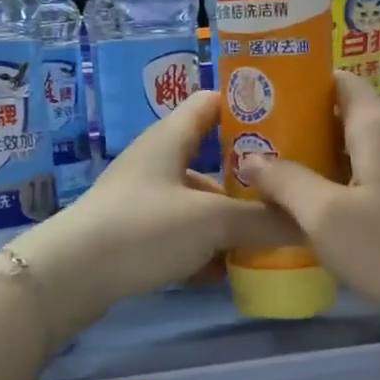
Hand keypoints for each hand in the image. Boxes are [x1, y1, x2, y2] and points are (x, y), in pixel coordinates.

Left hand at [14, 91, 292, 332]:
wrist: (70, 277)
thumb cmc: (144, 228)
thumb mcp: (211, 222)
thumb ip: (263, 221)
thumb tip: (310, 223)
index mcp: (171, 137)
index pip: (213, 102)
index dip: (248, 105)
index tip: (289, 121)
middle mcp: (157, 160)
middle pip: (213, 158)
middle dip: (249, 178)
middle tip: (290, 191)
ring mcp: (144, 198)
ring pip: (198, 201)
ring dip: (228, 219)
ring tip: (267, 239)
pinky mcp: (135, 233)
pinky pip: (180, 233)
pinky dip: (203, 247)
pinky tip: (225, 271)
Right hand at [250, 72, 379, 325]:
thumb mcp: (325, 215)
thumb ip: (286, 181)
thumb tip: (251, 159)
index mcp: (378, 125)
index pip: (339, 81)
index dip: (303, 85)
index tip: (268, 101)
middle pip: (349, 112)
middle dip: (307, 124)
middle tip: (266, 144)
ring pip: (364, 143)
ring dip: (327, 153)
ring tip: (288, 173)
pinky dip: (351, 173)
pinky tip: (329, 202)